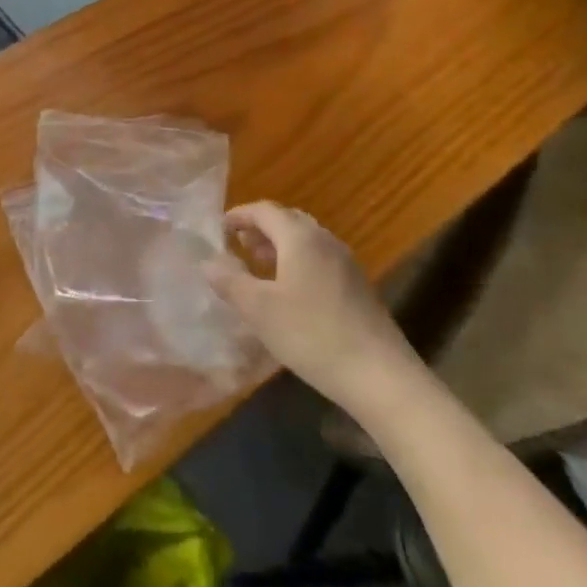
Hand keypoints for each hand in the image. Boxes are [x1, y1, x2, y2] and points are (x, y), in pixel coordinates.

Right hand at [206, 202, 423, 411]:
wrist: (380, 376)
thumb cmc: (312, 335)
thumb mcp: (259, 310)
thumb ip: (229, 281)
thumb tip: (207, 261)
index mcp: (300, 237)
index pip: (264, 210)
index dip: (238, 215)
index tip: (218, 229)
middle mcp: (325, 240)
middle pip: (287, 220)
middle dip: (259, 228)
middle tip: (236, 246)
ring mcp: (345, 262)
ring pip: (305, 240)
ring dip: (279, 246)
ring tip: (258, 268)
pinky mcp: (357, 286)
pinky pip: (319, 258)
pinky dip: (297, 262)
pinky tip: (289, 292)